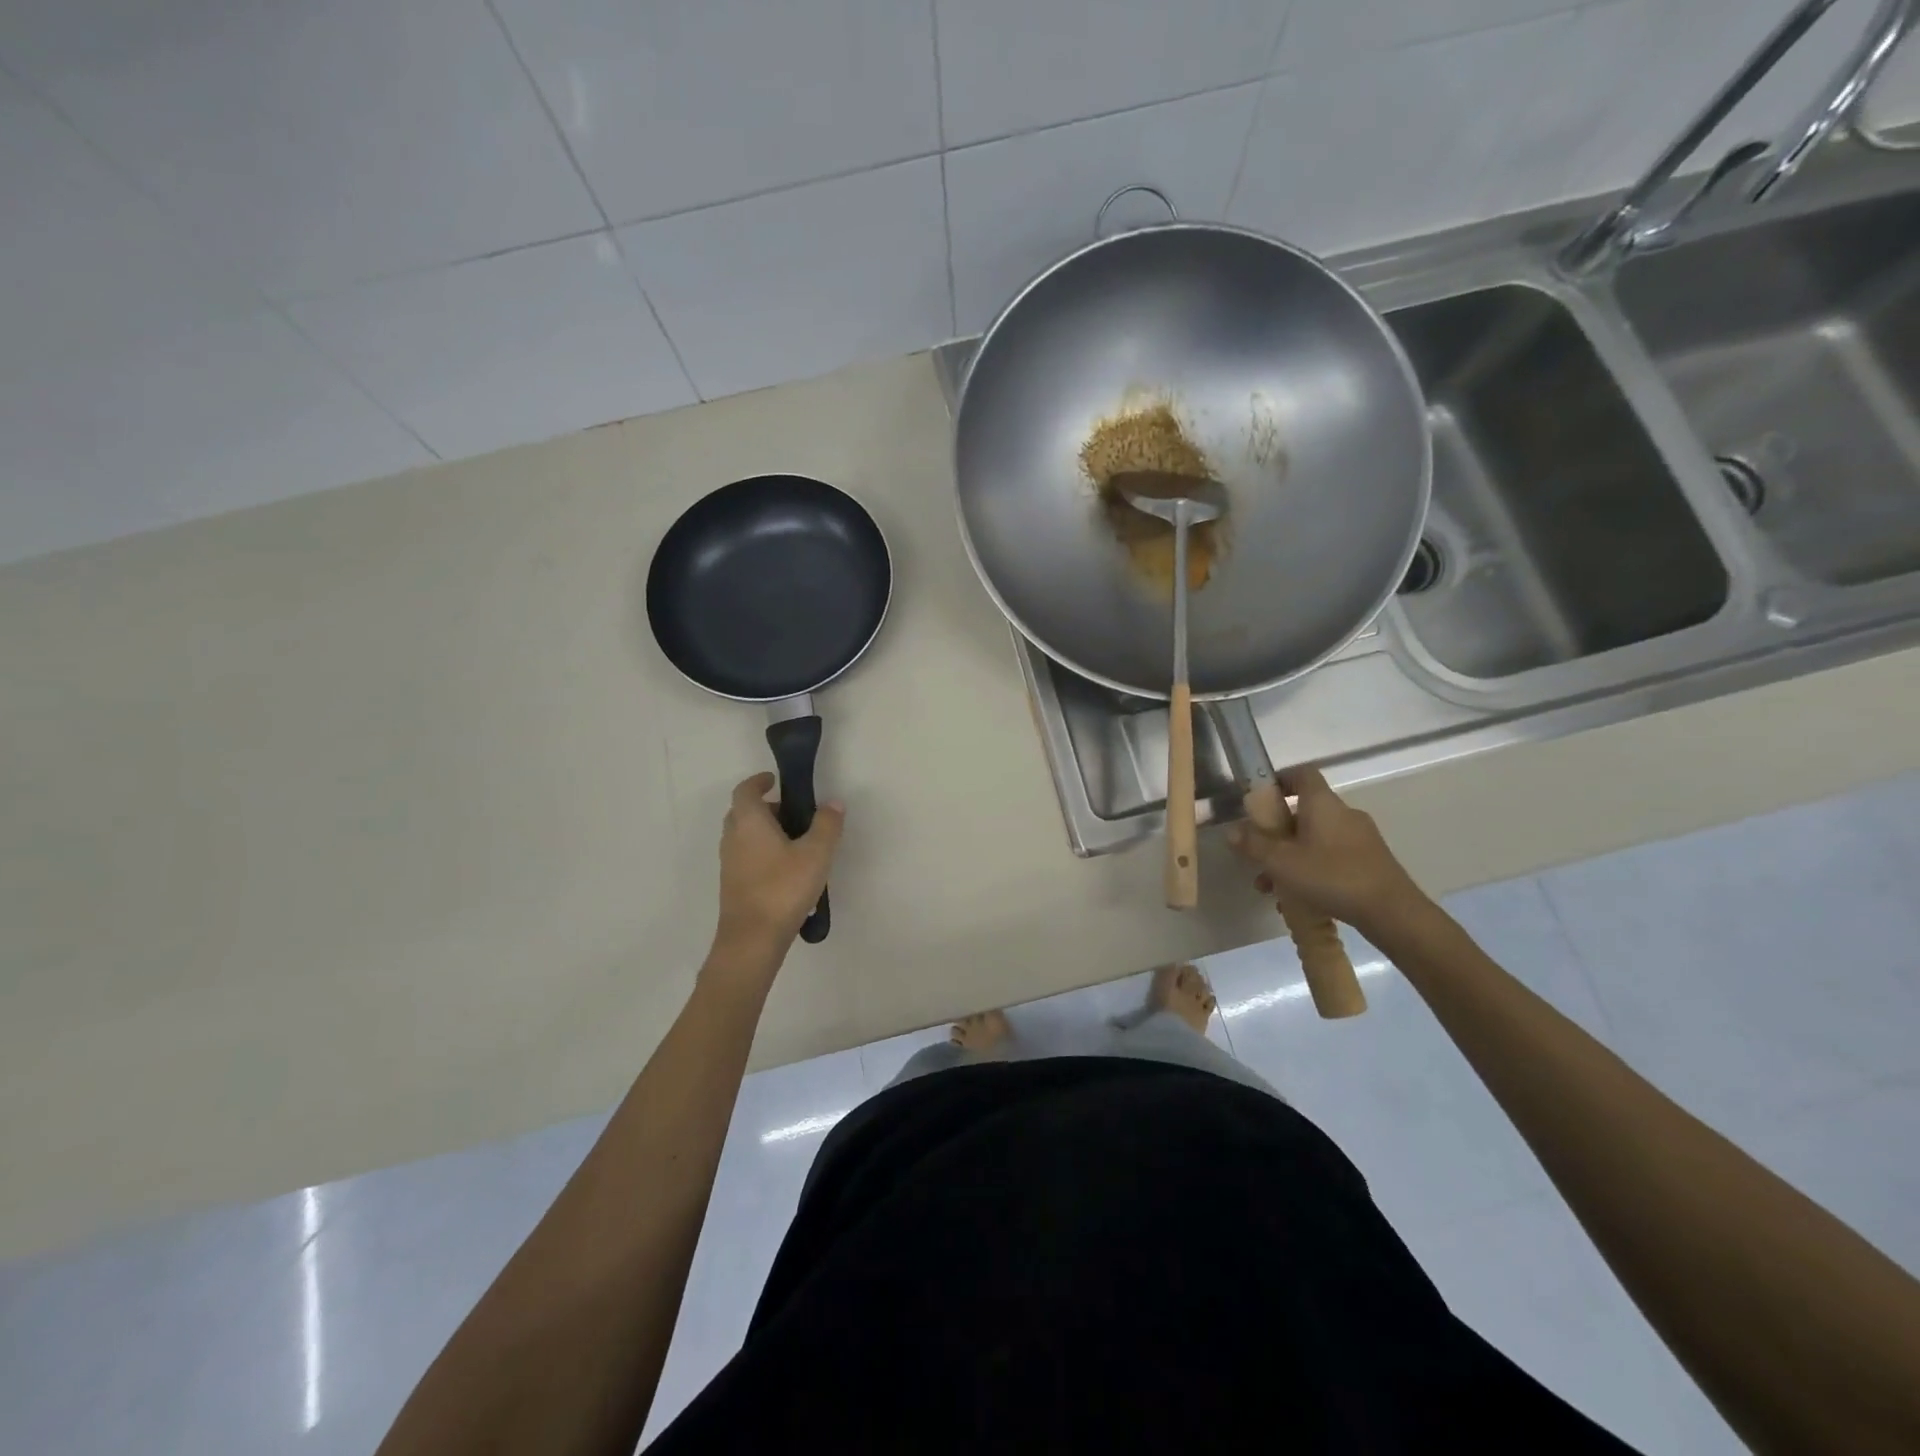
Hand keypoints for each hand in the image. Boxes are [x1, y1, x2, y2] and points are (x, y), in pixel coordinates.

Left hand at [713, 772, 845, 954]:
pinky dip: (762, 852)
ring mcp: (729, 863)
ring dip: (763, 831)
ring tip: (795, 841)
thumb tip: (833, 803)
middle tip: (792, 812)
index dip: (758, 781)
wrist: (752, 939)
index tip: (775, 780)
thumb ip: (827, 825)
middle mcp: (733, 838)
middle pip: (743, 812)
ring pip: (743, 836)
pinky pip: (746, 856)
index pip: (745, 790)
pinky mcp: (732, 885)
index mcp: (749, 822)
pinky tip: (787, 870)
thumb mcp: (816, 854)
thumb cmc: (783, 888)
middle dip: (765, 807)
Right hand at [1225, 766, 1426, 936]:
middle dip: (1276, 831)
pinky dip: (1311, 869)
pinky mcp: (1369, 861)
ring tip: (1272, 886)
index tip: (1259, 798)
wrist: (1392, 912)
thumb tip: (1232, 831)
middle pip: (1303, 811)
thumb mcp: (1281, 862)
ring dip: (1291, 856)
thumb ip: (1254, 845)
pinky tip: (1299, 898)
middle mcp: (1343, 813)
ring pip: (1315, 838)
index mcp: (1322, 803)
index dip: (1279, 779)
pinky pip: (1331, 856)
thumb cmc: (1332, 876)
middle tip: (1258, 853)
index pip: (1302, 773)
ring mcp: (1360, 837)